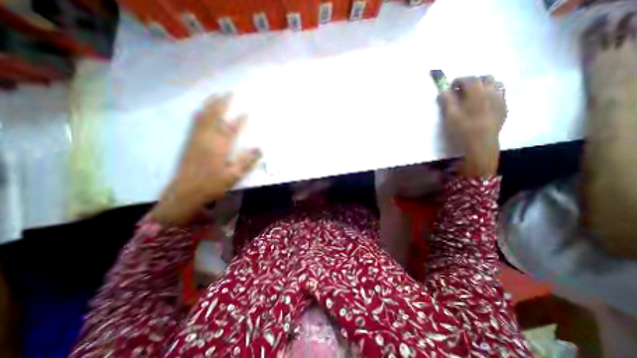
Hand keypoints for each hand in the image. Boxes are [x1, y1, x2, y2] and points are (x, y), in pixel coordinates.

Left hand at [151, 93, 260, 222]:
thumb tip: (260, 149)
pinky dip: (200, 112)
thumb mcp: (233, 176)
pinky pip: (194, 122)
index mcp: (218, 147)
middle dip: (221, 103)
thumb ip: (247, 161)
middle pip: (213, 116)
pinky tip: (202, 110)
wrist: (185, 192)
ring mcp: (195, 139)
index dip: (240, 120)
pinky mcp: (189, 142)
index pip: (231, 129)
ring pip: (202, 116)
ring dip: (209, 104)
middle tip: (229, 93)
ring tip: (216, 95)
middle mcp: (206, 139)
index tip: (247, 112)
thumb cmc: (212, 185)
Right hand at [439, 76, 507, 177]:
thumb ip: (447, 101)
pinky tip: (483, 105)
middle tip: (462, 91)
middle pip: (485, 78)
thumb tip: (443, 91)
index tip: (450, 86)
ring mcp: (501, 99)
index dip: (458, 80)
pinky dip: (490, 94)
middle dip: (472, 81)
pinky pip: (499, 94)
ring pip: (495, 84)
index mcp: (477, 92)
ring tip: (473, 96)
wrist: (481, 143)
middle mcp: (492, 91)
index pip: (468, 79)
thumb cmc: (463, 129)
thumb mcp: (450, 115)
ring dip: (483, 86)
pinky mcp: (504, 108)